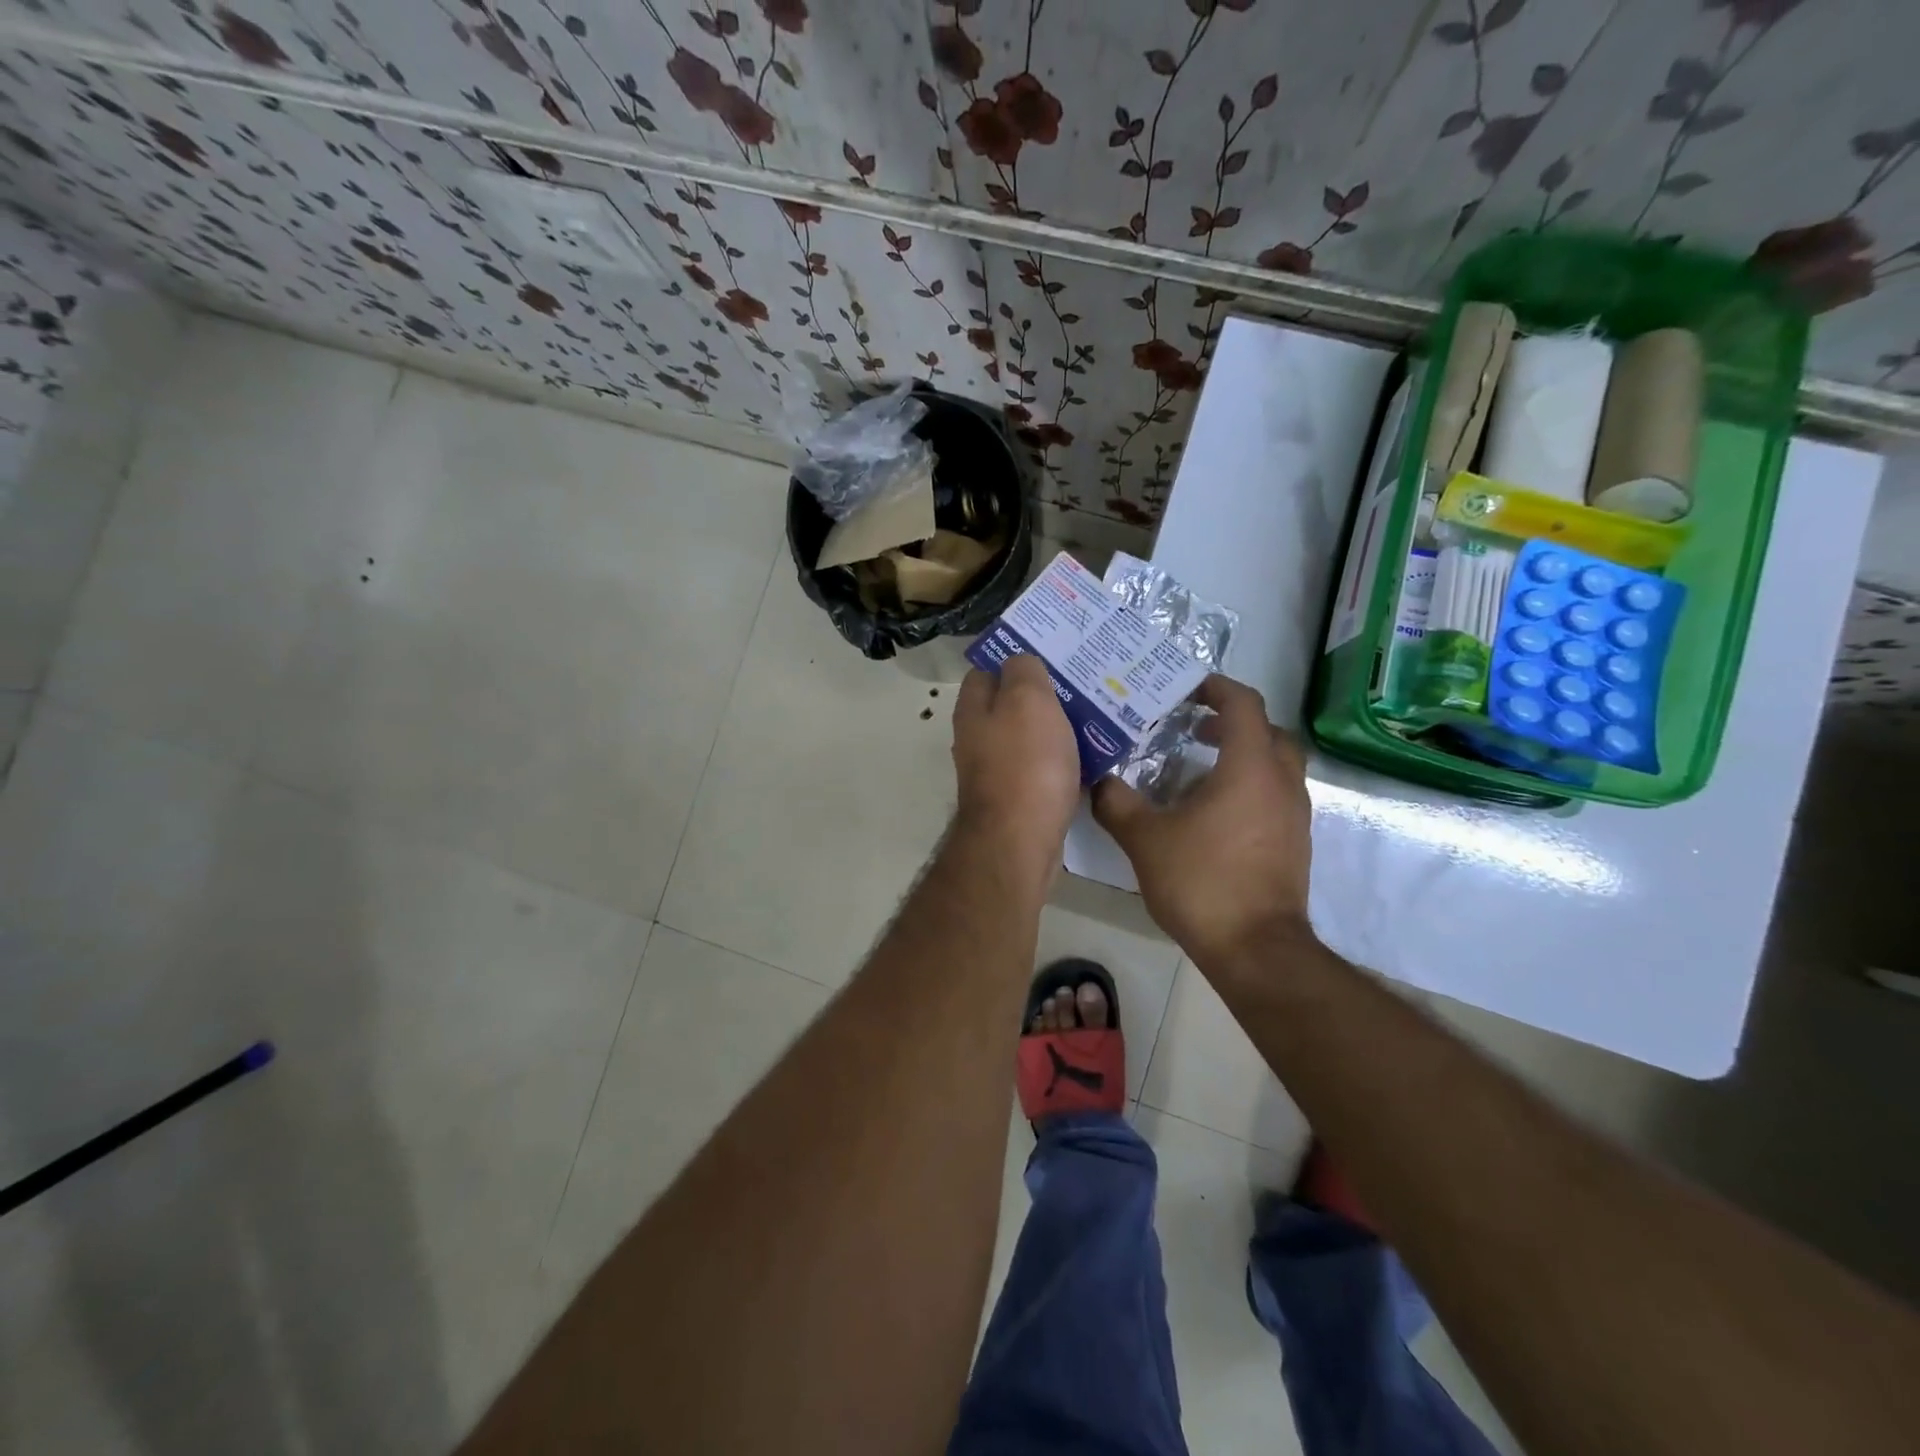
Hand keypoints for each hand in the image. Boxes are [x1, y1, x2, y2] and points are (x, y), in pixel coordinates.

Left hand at [951, 655, 1080, 868]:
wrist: (1020, 842)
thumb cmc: (1025, 764)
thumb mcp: (1027, 700)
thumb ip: (1023, 671)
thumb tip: (1020, 663)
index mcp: (973, 710)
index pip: (986, 671)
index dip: (1015, 659)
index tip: (1051, 655)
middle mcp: (977, 739)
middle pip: (1010, 705)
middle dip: (1043, 695)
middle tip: (1082, 686)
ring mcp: (995, 772)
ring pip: (1029, 738)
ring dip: (1057, 729)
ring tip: (1095, 718)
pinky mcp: (1017, 799)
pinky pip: (1041, 769)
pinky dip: (1062, 762)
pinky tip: (1090, 759)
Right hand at [1092, 675, 1314, 970]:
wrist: (1255, 949)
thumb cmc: (1202, 881)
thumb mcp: (1144, 838)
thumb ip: (1116, 802)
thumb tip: (1098, 781)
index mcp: (1250, 767)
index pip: (1243, 704)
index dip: (1216, 687)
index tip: (1187, 688)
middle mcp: (1281, 782)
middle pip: (1268, 730)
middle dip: (1232, 720)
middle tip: (1193, 727)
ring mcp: (1294, 814)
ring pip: (1276, 764)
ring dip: (1242, 754)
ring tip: (1197, 769)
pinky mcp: (1294, 842)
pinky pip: (1275, 794)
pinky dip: (1249, 785)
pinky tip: (1213, 812)